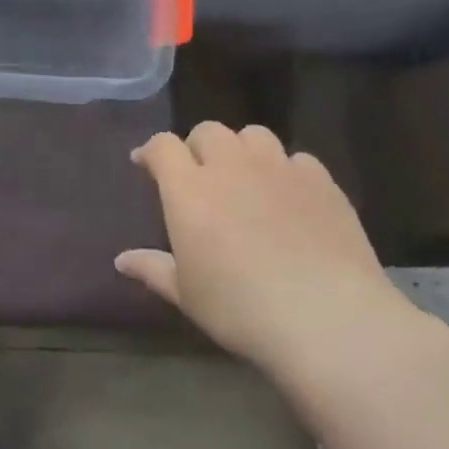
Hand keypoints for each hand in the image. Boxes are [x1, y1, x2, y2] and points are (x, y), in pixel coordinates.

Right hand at [116, 123, 439, 412]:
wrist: (327, 318)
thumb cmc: (240, 308)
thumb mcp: (187, 295)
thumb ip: (153, 269)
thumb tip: (121, 260)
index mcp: (189, 189)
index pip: (162, 145)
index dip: (151, 150)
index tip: (146, 164)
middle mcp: (230, 166)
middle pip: (208, 131)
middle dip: (197, 146)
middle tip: (199, 175)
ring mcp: (279, 169)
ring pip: (253, 135)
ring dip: (242, 150)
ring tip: (245, 177)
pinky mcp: (321, 182)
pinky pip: (297, 159)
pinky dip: (286, 170)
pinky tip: (290, 197)